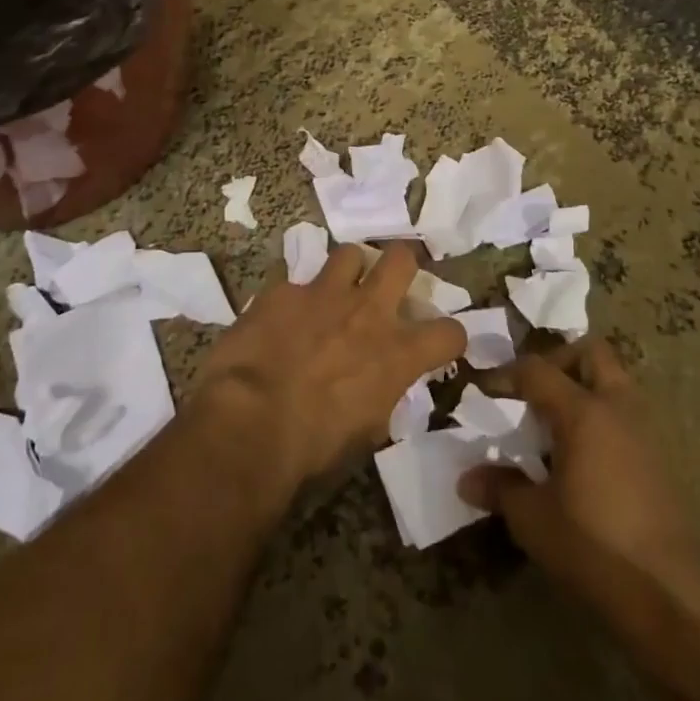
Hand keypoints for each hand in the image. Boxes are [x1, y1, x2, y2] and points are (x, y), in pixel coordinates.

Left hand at [192, 242, 465, 487]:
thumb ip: (381, 395)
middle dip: (400, 266)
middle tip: (388, 284)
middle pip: (401, 259)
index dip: (447, 337)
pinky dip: (293, 299)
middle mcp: (368, 312)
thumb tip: (377, 387)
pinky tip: (279, 318)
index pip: (450, 332)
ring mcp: (323, 294)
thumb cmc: (313, 447)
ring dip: (347, 271)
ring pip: (349, 253)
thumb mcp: (366, 432)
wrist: (250, 422)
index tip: (436, 344)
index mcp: (397, 354)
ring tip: (334, 291)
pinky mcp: (282, 291)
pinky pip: (294, 282)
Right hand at [460, 337, 699, 628]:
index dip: (505, 375)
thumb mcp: (532, 518)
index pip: (537, 370)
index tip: (484, 392)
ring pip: (615, 383)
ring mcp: (646, 433)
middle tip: (532, 391)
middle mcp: (618, 409)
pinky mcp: (662, 461)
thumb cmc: (593, 547)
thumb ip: (499, 488)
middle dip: (558, 361)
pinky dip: (602, 419)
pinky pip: (626, 416)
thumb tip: (466, 479)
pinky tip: (582, 458)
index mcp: (584, 412)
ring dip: (584, 389)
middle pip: (591, 354)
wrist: (670, 597)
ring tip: (554, 425)